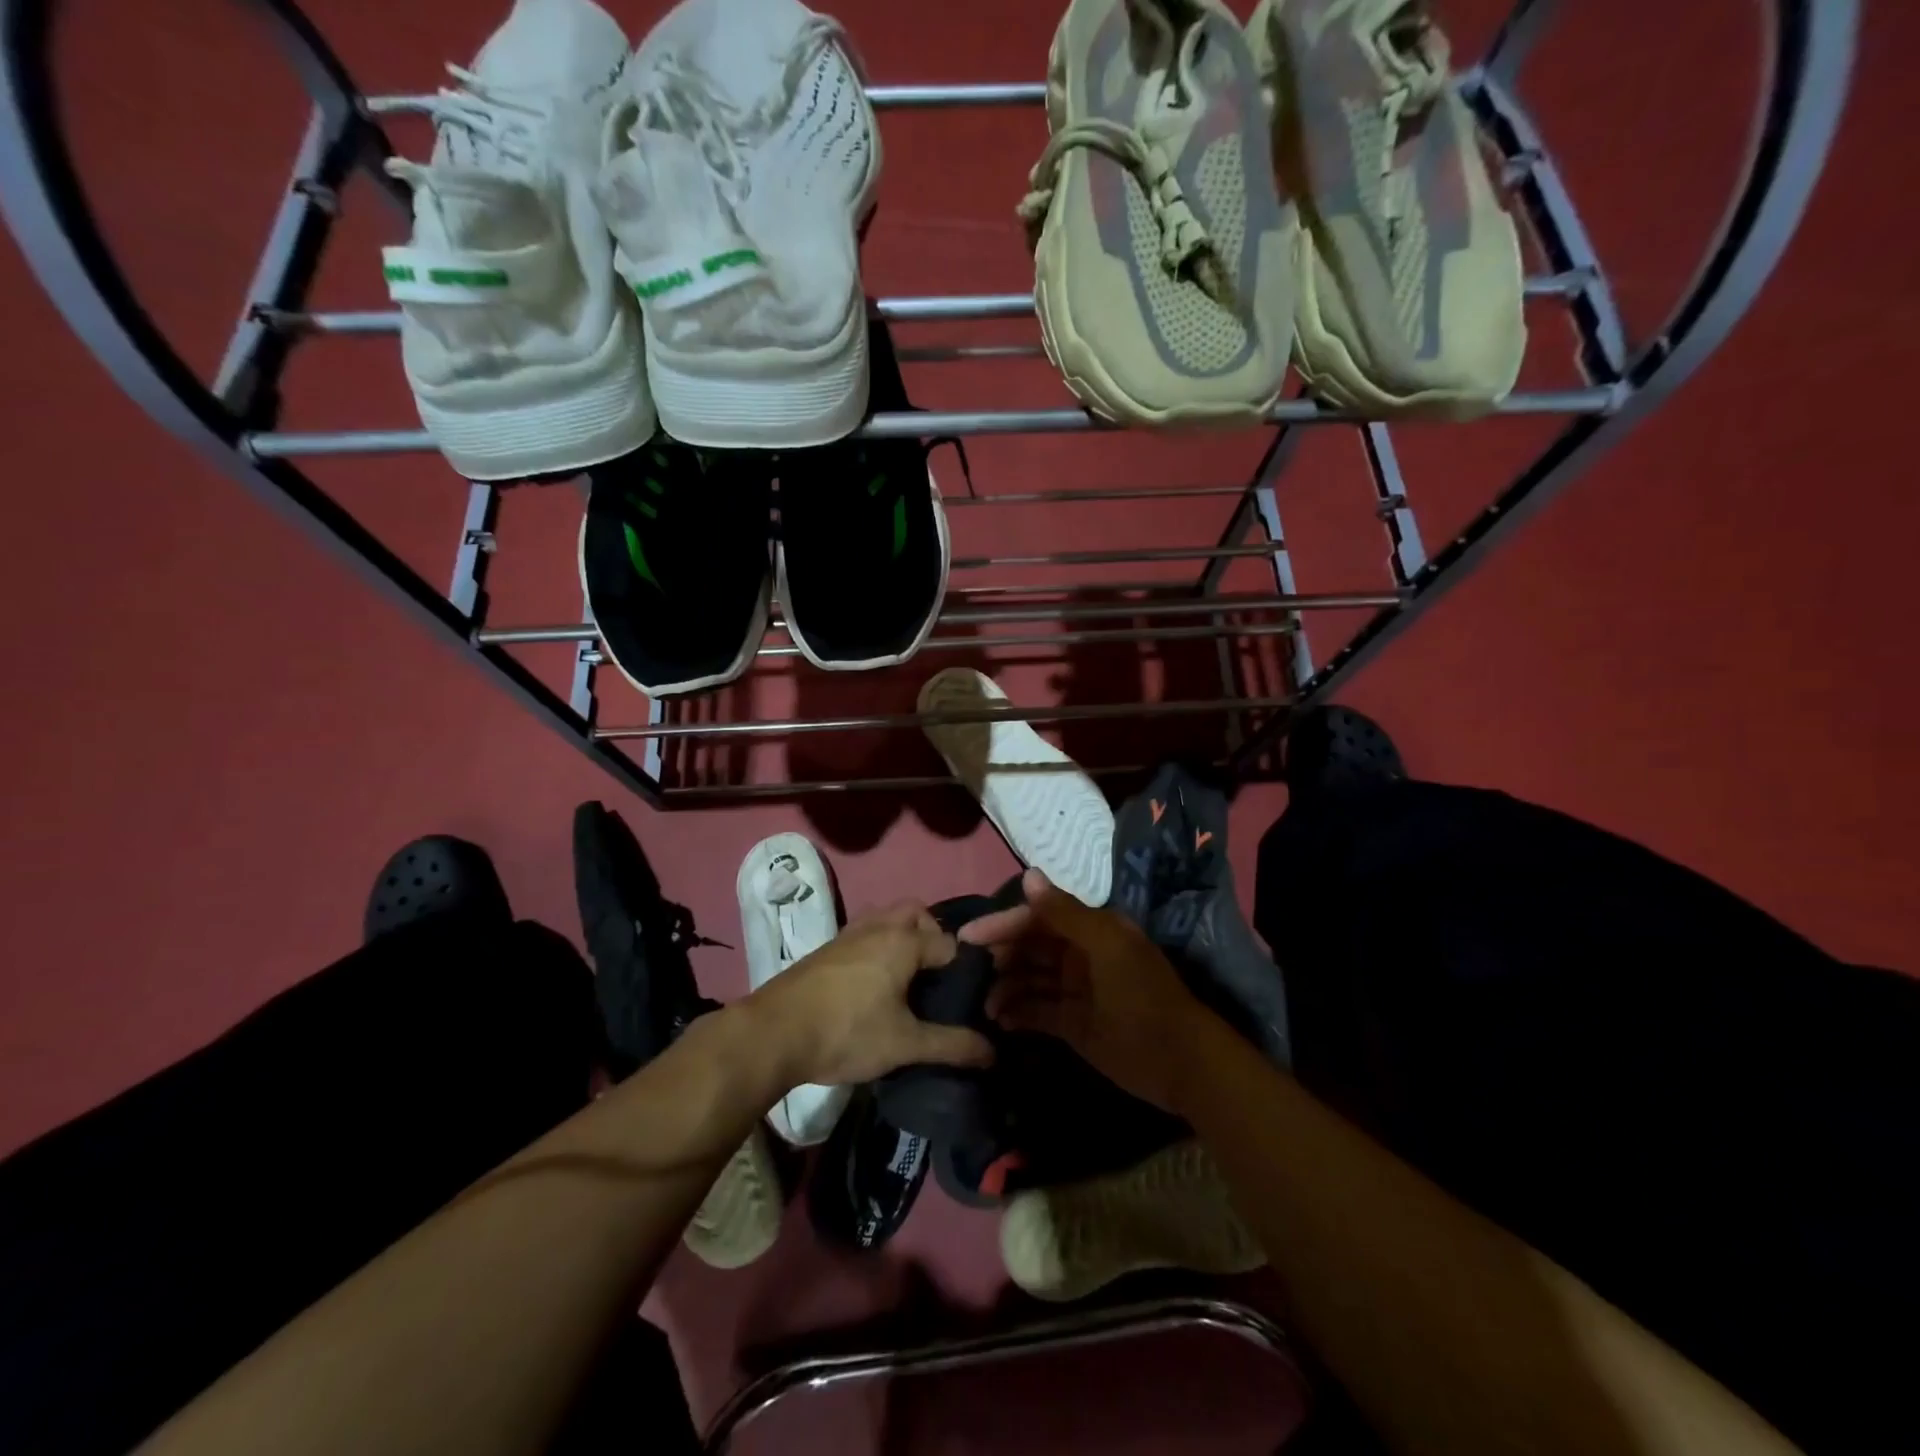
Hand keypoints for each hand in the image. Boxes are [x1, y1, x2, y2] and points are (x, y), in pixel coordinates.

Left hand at [746, 902, 994, 1088]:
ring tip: (907, 978)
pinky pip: (865, 932)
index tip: (967, 997)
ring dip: (902, 936)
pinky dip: (878, 944)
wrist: (773, 1033)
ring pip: (886, 918)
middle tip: (935, 976)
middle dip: (932, 935)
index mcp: (903, 941)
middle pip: (916, 913)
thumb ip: (952, 1045)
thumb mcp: (905, 1044)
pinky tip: (873, 983)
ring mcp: (849, 934)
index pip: (950, 944)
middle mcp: (878, 926)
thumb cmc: (846, 1032)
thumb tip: (994, 1053)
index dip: (964, 969)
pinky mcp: (827, 948)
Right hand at [963, 869, 1216, 1112]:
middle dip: (1001, 956)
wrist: (1180, 1063)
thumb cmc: (1142, 996)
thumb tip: (1028, 876)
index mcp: (1090, 929)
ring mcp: (1075, 990)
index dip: (1004, 923)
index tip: (968, 937)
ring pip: (1030, 979)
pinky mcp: (1073, 1024)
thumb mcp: (1106, 947)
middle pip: (1030, 947)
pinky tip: (1000, 1021)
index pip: (1038, 917)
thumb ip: (1065, 913)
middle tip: (969, 972)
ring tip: (984, 1004)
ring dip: (1005, 987)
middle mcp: (1080, 954)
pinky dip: (1018, 1013)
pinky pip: (1037, 1011)